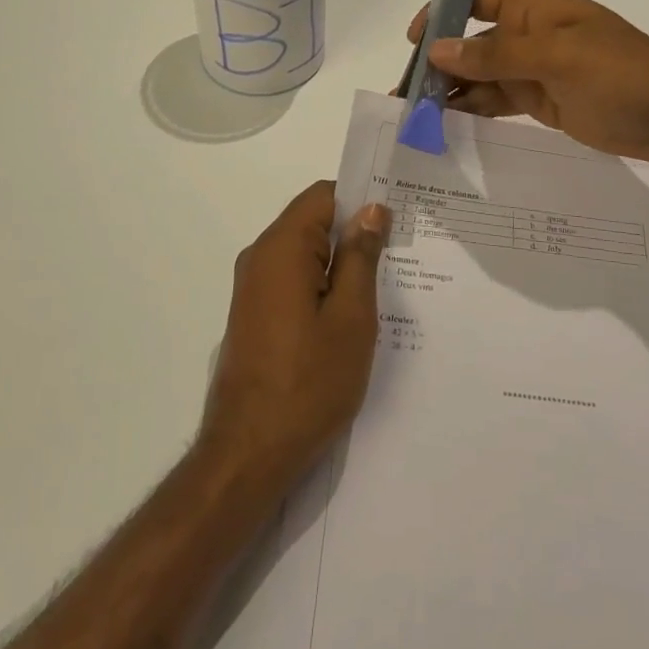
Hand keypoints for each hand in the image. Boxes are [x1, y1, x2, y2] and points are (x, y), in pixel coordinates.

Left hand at [200, 182, 390, 490]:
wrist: (249, 453)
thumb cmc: (308, 382)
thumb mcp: (351, 317)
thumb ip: (360, 256)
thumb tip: (371, 209)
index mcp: (281, 247)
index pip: (323, 195)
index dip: (360, 200)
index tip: (396, 219)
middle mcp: (260, 257)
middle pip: (312, 223)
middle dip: (354, 234)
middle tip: (399, 256)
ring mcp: (252, 288)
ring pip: (304, 255)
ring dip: (340, 265)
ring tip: (383, 288)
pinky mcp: (253, 314)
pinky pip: (292, 281)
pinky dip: (321, 287)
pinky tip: (350, 317)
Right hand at [410, 0, 648, 162]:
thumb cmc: (621, 74)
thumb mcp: (558, 58)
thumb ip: (497, 55)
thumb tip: (438, 50)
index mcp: (535, 9)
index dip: (443, 11)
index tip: (415, 41)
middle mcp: (529, 35)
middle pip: (471, 41)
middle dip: (438, 61)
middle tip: (405, 93)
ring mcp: (535, 70)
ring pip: (480, 75)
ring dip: (450, 90)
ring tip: (416, 115)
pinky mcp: (542, 101)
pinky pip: (497, 100)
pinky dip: (473, 109)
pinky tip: (448, 123)